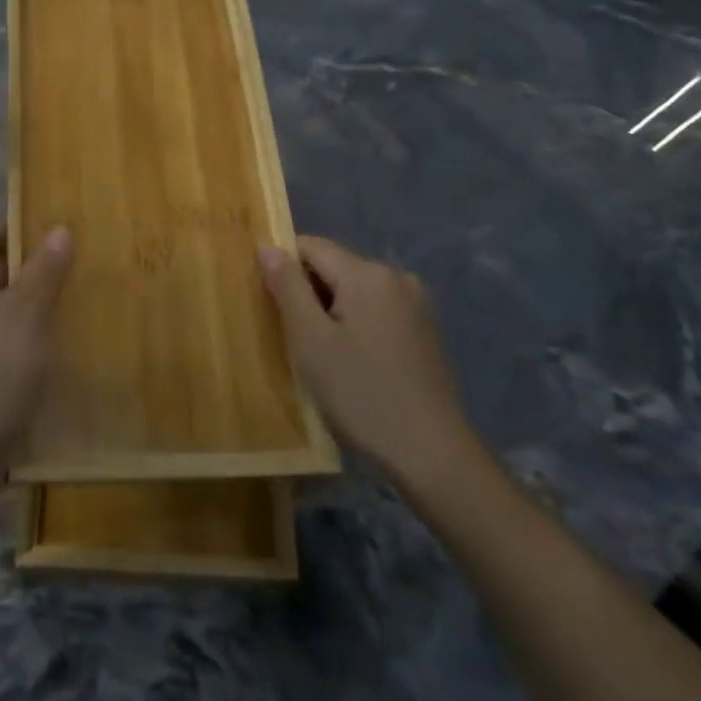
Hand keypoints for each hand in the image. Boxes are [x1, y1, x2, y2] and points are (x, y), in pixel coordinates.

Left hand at [0, 221, 72, 494]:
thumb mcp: (26, 314)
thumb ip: (44, 269)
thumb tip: (59, 228)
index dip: (23, 228)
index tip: (63, 235)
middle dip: (32, 264)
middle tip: (77, 266)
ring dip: (30, 298)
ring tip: (73, 297)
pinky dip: (21, 327)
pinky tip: (52, 337)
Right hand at [258, 236, 484, 498]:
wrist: (432, 453)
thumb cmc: (361, 393)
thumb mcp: (311, 340)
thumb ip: (287, 287)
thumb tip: (267, 247)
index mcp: (367, 273)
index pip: (311, 246)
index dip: (283, 267)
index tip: (269, 303)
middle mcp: (396, 277)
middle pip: (334, 266)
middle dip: (307, 292)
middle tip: (291, 335)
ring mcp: (415, 303)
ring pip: (354, 290)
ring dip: (330, 310)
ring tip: (319, 353)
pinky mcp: (424, 330)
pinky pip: (376, 310)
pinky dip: (355, 323)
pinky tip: (351, 361)